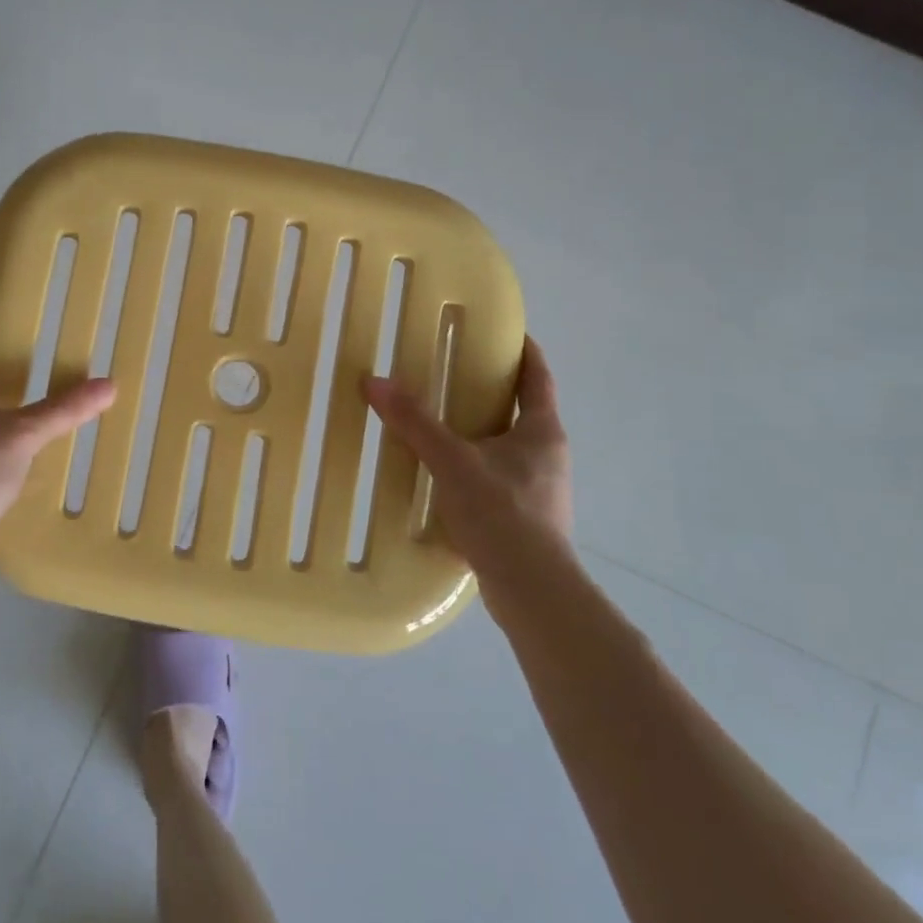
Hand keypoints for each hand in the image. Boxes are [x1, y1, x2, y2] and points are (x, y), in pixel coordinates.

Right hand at [363, 336, 571, 620]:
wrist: (532, 590)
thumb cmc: (502, 514)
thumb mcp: (452, 461)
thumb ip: (414, 423)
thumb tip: (374, 382)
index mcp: (542, 431)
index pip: (538, 377)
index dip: (525, 351)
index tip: (507, 332)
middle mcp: (548, 455)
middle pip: (523, 410)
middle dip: (493, 391)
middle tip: (455, 374)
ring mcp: (541, 489)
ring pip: (510, 446)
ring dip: (482, 432)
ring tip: (442, 424)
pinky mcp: (527, 518)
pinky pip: (499, 477)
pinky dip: (476, 466)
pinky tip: (446, 476)